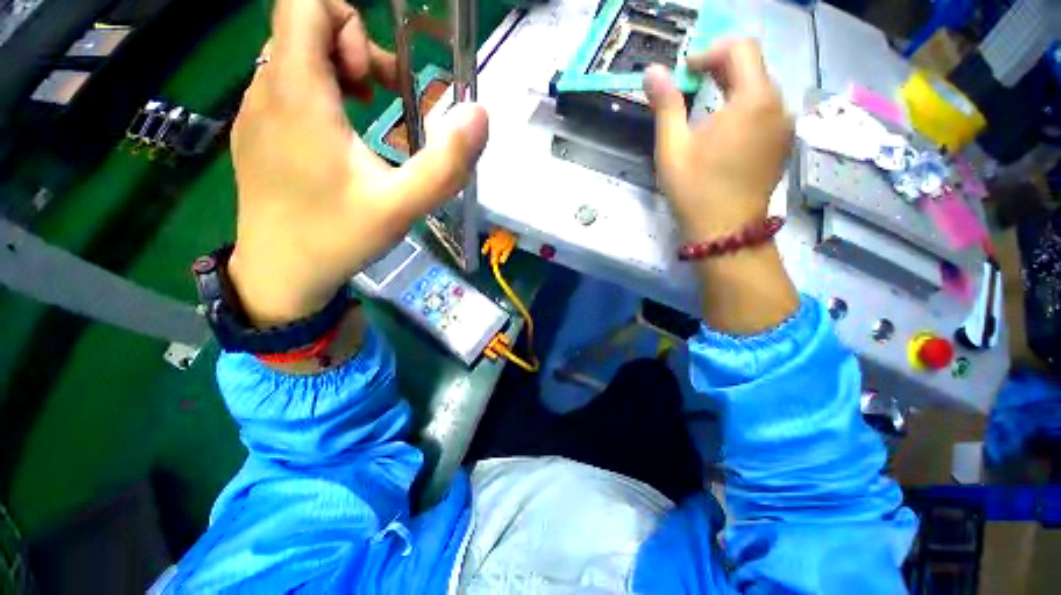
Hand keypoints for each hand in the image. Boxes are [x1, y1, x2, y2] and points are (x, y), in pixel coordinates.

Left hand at [229, 0, 487, 325]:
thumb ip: (445, 165)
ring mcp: (254, 111)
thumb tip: (479, 115)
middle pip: (303, 27)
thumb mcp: (402, 206)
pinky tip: (340, 139)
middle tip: (382, 100)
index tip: (376, 76)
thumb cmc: (338, 237)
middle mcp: (265, 89)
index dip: (348, 21)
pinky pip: (285, 87)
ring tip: (367, 118)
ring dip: (338, 73)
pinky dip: (319, 94)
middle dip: (352, 50)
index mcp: (297, 94)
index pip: (305, 3)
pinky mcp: (255, 133)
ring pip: (294, 57)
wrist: (279, 274)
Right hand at [643, 39, 797, 333]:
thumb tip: (652, 71)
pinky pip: (765, 112)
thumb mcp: (673, 148)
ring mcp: (784, 127)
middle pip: (752, 67)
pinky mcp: (782, 144)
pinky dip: (743, 109)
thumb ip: (665, 105)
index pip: (740, 48)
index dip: (709, 52)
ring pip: (760, 89)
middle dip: (719, 69)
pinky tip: (722, 132)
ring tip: (703, 111)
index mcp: (753, 99)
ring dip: (731, 89)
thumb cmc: (695, 190)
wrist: (726, 232)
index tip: (684, 73)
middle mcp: (778, 106)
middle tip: (689, 88)